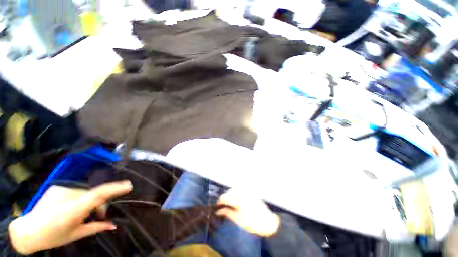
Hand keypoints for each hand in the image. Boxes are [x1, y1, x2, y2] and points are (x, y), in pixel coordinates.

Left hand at [9, 180, 131, 254]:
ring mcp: (62, 189)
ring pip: (87, 192)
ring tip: (86, 214)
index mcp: (75, 209)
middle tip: (101, 216)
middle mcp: (70, 195)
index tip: (128, 185)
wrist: (29, 230)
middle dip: (102, 203)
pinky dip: (81, 198)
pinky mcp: (58, 187)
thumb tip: (114, 225)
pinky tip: (74, 207)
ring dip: (91, 201)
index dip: (115, 188)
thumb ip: (97, 228)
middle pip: (95, 194)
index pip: (99, 194)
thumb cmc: (54, 236)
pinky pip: (77, 190)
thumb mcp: (76, 234)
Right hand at [216, 189, 279, 236]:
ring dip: (230, 195)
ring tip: (229, 203)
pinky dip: (236, 193)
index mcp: (238, 199)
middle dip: (224, 198)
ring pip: (234, 190)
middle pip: (229, 192)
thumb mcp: (238, 219)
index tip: (217, 207)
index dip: (219, 202)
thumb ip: (227, 213)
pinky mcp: (250, 191)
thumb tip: (218, 211)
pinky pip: (240, 190)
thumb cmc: (252, 222)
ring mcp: (247, 191)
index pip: (224, 197)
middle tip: (222, 206)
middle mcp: (242, 192)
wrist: (267, 221)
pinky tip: (236, 199)